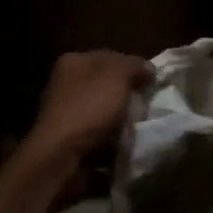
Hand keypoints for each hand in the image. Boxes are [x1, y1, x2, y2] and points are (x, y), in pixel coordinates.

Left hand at [21, 50, 153, 169]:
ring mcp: (64, 110)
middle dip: (127, 95)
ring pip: (103, 108)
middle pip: (107, 84)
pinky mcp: (67, 136)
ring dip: (119, 117)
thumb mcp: (118, 77)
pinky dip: (109, 135)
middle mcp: (65, 82)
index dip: (134, 68)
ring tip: (136, 126)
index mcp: (74, 61)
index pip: (111, 57)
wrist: (62, 155)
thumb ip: (135, 66)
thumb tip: (148, 68)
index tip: (151, 84)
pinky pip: (97, 130)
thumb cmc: (90, 108)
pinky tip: (121, 141)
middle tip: (145, 106)